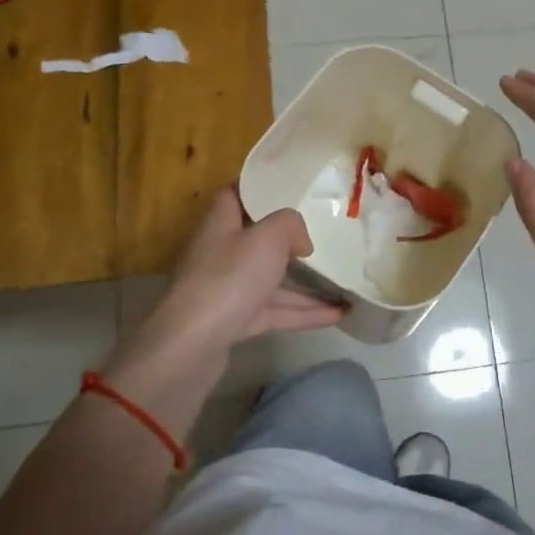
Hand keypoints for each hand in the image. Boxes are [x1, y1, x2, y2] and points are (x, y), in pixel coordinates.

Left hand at [136, 189, 344, 358]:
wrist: (190, 346)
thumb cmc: (229, 279)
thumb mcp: (268, 238)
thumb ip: (291, 225)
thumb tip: (300, 242)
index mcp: (222, 224)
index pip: (236, 195)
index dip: (261, 188)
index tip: (293, 187)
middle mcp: (221, 253)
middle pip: (258, 239)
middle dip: (289, 238)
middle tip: (325, 234)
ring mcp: (227, 290)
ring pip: (271, 280)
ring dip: (306, 283)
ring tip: (343, 282)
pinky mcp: (235, 322)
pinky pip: (276, 311)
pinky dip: (304, 312)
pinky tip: (337, 315)